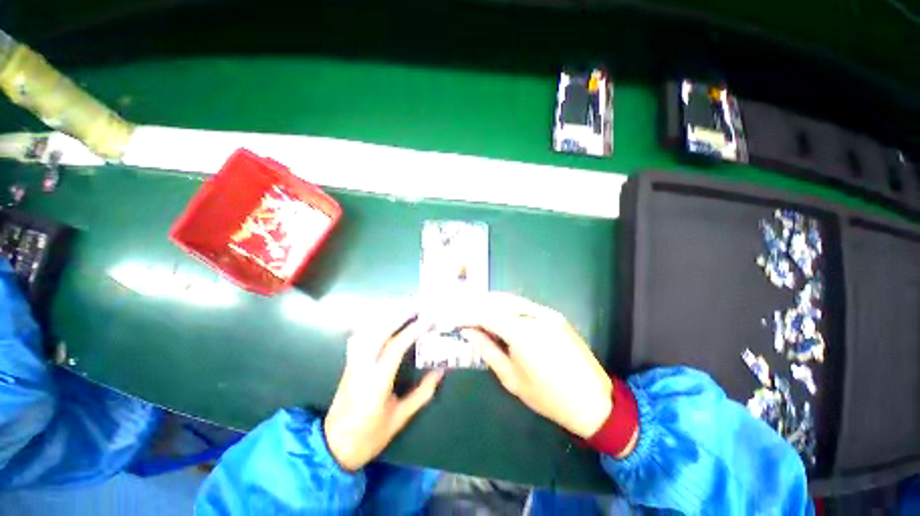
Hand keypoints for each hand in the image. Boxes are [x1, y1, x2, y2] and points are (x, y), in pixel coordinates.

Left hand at [324, 310, 443, 470]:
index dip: (413, 331)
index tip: (429, 319)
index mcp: (376, 383)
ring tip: (406, 306)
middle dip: (400, 314)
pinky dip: (375, 323)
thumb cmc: (369, 436)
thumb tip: (440, 371)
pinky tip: (385, 319)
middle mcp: (362, 367)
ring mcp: (353, 363)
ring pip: (368, 330)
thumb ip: (422, 393)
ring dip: (388, 315)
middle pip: (380, 332)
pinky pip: (362, 335)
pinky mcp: (349, 363)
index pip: (395, 348)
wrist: (333, 446)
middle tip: (418, 304)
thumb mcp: (400, 418)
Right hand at [461, 293, 612, 438]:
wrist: (593, 400)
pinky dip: (506, 306)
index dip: (468, 315)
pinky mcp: (554, 314)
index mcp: (522, 334)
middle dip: (477, 304)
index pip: (486, 314)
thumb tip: (468, 331)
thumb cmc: (548, 397)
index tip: (454, 319)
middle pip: (497, 300)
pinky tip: (498, 314)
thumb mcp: (511, 378)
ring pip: (510, 299)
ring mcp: (546, 312)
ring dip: (490, 302)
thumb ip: (487, 350)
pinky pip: (523, 304)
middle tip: (463, 313)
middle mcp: (534, 315)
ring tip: (476, 312)